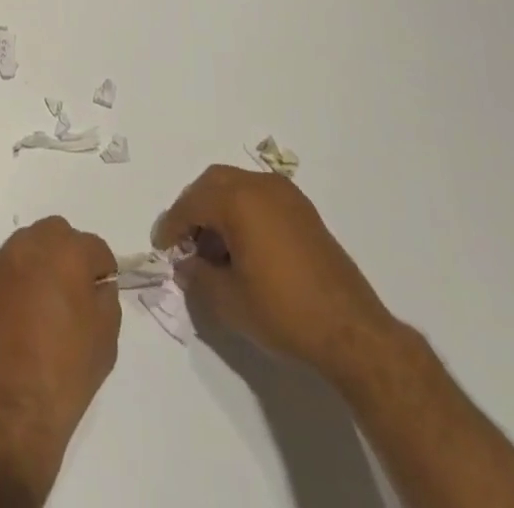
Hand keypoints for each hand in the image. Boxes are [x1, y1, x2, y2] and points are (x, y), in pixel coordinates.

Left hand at [0, 217, 120, 498]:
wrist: (2, 417)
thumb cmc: (62, 378)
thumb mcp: (105, 340)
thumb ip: (105, 299)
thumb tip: (95, 286)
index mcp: (67, 252)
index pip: (95, 248)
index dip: (102, 272)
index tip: (100, 297)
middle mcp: (30, 244)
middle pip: (57, 235)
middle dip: (68, 256)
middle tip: (71, 295)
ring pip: (27, 248)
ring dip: (38, 266)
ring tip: (41, 307)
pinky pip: (3, 271)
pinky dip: (14, 283)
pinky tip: (16, 319)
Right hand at [154, 165, 399, 379]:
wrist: (351, 330)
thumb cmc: (283, 311)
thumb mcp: (229, 301)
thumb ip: (198, 278)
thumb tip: (185, 266)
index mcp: (238, 200)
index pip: (192, 203)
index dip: (172, 224)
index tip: (162, 247)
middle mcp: (260, 186)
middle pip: (213, 183)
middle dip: (194, 208)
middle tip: (185, 240)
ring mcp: (286, 195)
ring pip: (237, 186)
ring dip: (219, 208)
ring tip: (214, 248)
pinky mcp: (303, 210)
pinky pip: (260, 197)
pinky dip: (243, 211)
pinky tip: (244, 247)